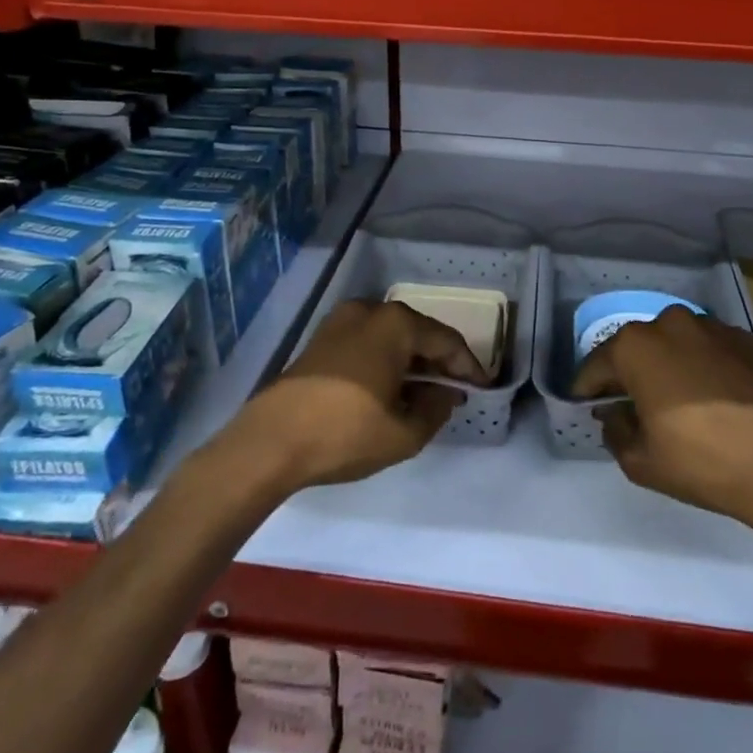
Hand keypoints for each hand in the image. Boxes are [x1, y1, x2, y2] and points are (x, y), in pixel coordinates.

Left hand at [225, 300, 484, 491]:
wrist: (270, 442)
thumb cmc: (345, 433)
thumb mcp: (404, 433)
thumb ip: (436, 410)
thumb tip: (444, 394)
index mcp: (396, 324)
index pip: (447, 342)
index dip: (469, 367)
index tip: (483, 389)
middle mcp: (371, 311)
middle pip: (419, 334)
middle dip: (440, 363)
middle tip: (457, 391)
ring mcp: (341, 321)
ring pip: (392, 338)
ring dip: (412, 363)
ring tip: (427, 394)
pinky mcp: (321, 339)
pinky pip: (369, 343)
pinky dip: (387, 361)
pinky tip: (392, 389)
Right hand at [572, 307, 752, 538]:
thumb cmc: (702, 461)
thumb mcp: (641, 461)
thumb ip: (615, 432)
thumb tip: (615, 415)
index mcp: (635, 347)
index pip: (596, 365)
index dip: (586, 389)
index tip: (585, 407)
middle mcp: (669, 323)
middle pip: (635, 347)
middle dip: (626, 373)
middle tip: (628, 405)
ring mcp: (711, 327)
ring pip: (673, 343)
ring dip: (665, 365)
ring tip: (672, 399)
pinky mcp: (744, 339)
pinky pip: (707, 349)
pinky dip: (699, 365)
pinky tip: (710, 395)